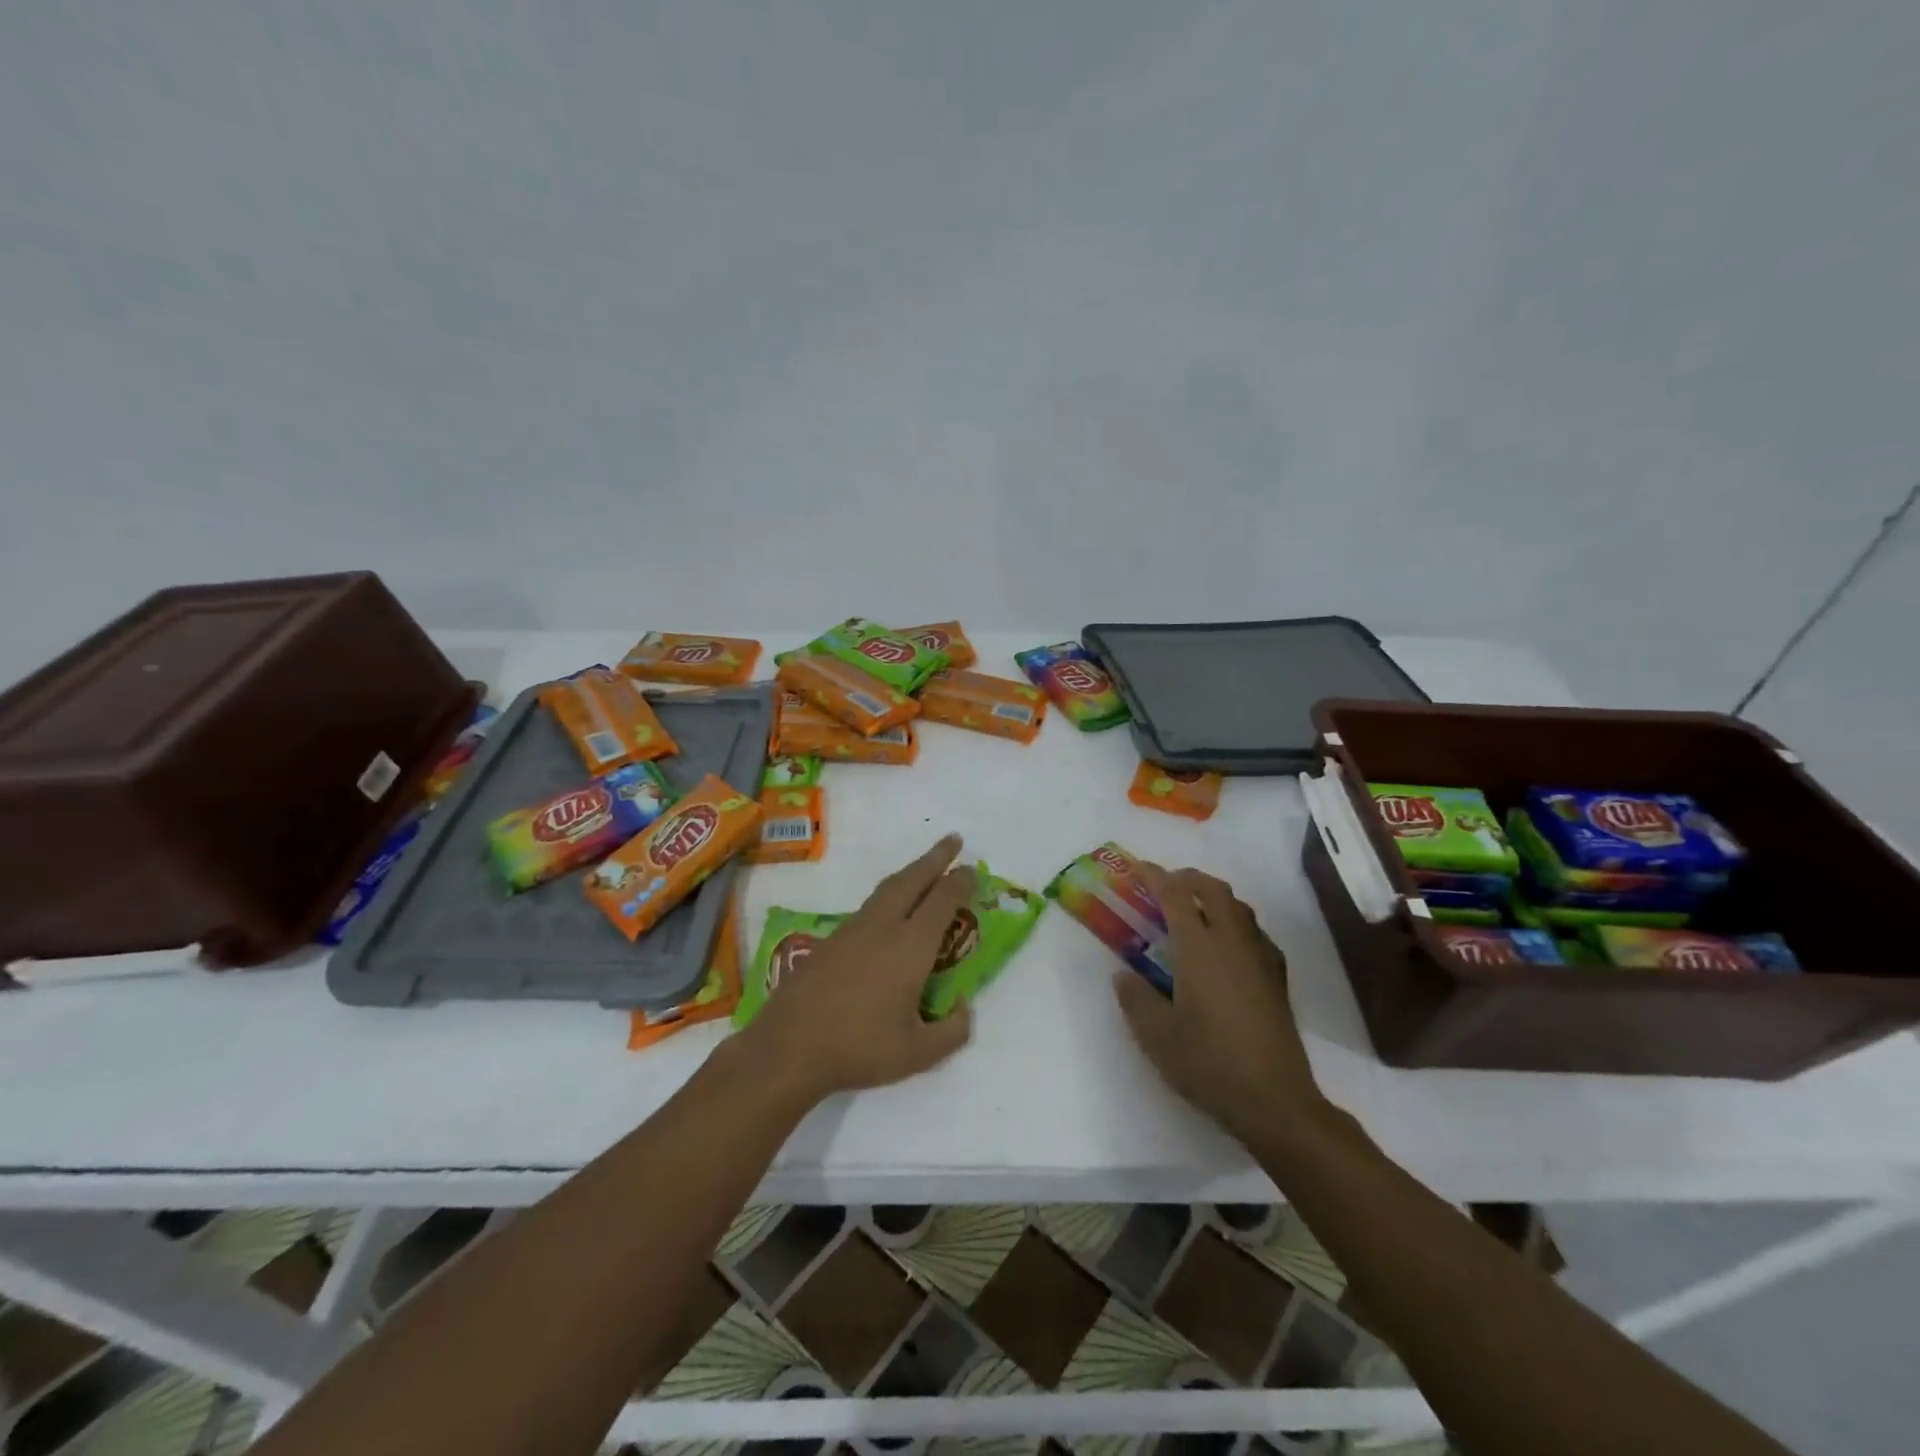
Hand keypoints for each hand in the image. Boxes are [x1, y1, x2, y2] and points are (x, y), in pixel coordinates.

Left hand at [735, 834, 975, 1105]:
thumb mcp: (918, 1053)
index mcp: (910, 946)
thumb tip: (964, 1007)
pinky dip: (889, 893)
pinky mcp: (831, 940)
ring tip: (924, 868)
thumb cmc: (859, 1048)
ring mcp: (853, 930)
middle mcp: (883, 927)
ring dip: (911, 872)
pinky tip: (889, 908)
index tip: (972, 869)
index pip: (942, 902)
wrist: (789, 1046)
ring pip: (888, 888)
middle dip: (935, 857)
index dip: (959, 882)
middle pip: (913, 880)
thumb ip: (952, 1031)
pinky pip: (870, 904)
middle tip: (953, 840)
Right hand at [1114, 864, 1330, 1146]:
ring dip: (1214, 897)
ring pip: (1239, 908)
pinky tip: (1227, 946)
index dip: (1156, 876)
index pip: (1176, 896)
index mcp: (1199, 949)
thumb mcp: (1156, 1035)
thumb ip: (1135, 999)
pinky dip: (1235, 922)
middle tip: (1166, 884)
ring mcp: (1260, 959)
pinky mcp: (1277, 980)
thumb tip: (1124, 975)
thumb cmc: (1208, 1063)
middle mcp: (1232, 943)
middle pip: (1214, 890)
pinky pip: (1255, 932)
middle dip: (1188, 878)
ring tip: (1194, 909)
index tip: (1139, 868)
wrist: (1275, 1101)